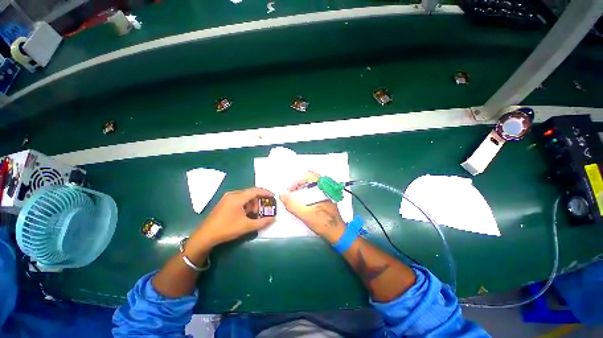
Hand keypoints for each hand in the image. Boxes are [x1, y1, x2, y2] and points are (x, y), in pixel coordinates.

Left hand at [188, 188, 275, 255]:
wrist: (205, 236)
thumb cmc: (227, 229)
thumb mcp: (246, 226)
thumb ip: (262, 222)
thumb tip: (273, 219)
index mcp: (238, 197)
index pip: (255, 190)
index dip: (266, 192)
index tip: (273, 196)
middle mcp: (233, 194)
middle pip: (250, 193)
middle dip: (259, 201)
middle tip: (262, 210)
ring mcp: (227, 197)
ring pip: (245, 196)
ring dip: (252, 203)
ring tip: (254, 214)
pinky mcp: (224, 202)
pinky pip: (239, 199)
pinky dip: (245, 204)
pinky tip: (245, 214)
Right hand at [279, 172, 345, 243]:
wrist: (337, 232)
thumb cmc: (323, 223)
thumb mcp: (305, 214)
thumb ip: (292, 205)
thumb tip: (282, 195)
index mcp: (322, 188)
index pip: (308, 175)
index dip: (296, 180)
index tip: (290, 190)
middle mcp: (325, 187)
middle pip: (309, 178)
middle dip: (298, 183)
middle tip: (292, 191)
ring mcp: (326, 192)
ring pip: (312, 183)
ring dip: (302, 187)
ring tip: (295, 196)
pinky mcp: (325, 197)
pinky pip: (314, 189)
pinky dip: (306, 191)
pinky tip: (303, 201)